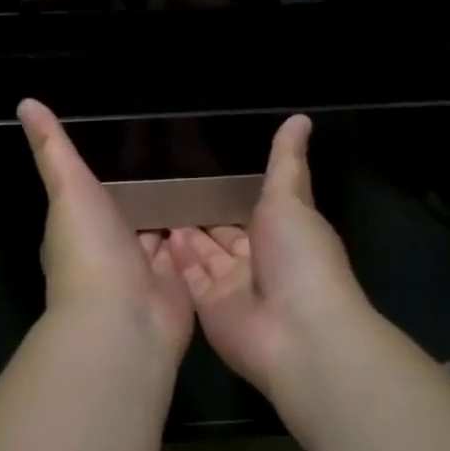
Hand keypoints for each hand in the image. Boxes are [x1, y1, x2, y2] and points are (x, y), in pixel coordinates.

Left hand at [19, 100, 194, 367]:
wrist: (125, 319)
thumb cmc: (89, 250)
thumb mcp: (67, 188)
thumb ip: (53, 148)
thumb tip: (26, 103)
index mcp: (79, 228)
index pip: (93, 195)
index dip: (109, 174)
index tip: (134, 143)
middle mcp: (111, 250)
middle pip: (133, 213)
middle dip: (151, 191)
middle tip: (182, 152)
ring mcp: (146, 270)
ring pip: (163, 232)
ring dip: (178, 212)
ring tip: (208, 173)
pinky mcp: (178, 284)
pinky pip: (192, 252)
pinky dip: (202, 235)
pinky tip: (222, 209)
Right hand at [172, 115, 370, 403]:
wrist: (298, 332)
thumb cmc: (299, 258)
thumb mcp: (291, 199)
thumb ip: (286, 161)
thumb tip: (300, 117)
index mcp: (281, 232)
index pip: (248, 209)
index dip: (224, 194)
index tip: (194, 171)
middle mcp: (256, 260)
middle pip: (222, 234)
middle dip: (198, 215)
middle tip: (162, 188)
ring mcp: (231, 287)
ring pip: (203, 256)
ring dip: (182, 235)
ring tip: (149, 206)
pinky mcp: (209, 309)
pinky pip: (188, 279)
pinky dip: (174, 260)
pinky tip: (153, 236)